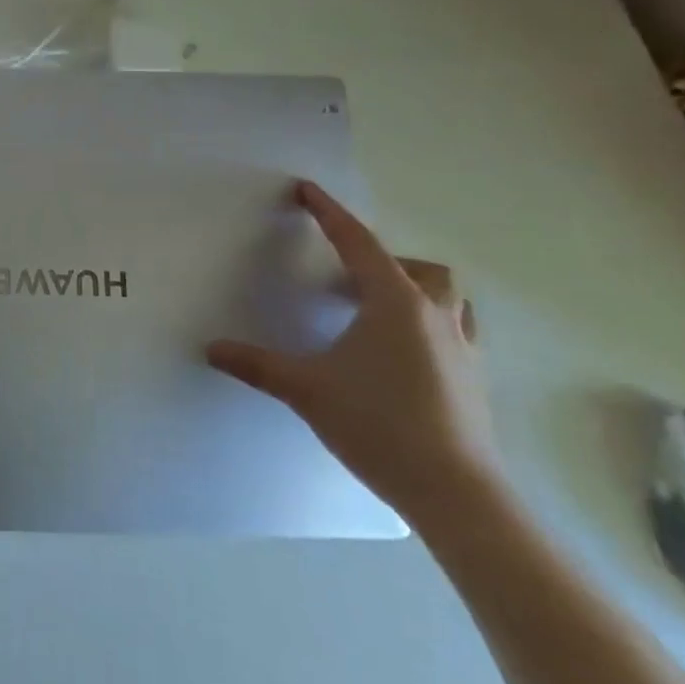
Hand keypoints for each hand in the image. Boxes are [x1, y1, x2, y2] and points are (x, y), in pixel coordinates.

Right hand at [205, 181, 503, 527]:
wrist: (455, 493)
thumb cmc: (378, 424)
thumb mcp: (305, 389)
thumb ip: (256, 364)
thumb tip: (211, 348)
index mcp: (394, 303)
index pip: (357, 243)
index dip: (329, 214)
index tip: (307, 190)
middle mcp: (434, 316)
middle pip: (418, 267)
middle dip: (382, 260)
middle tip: (345, 277)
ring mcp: (462, 348)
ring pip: (447, 298)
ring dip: (414, 290)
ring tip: (376, 311)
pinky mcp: (474, 380)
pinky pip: (455, 331)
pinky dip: (428, 326)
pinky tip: (401, 355)